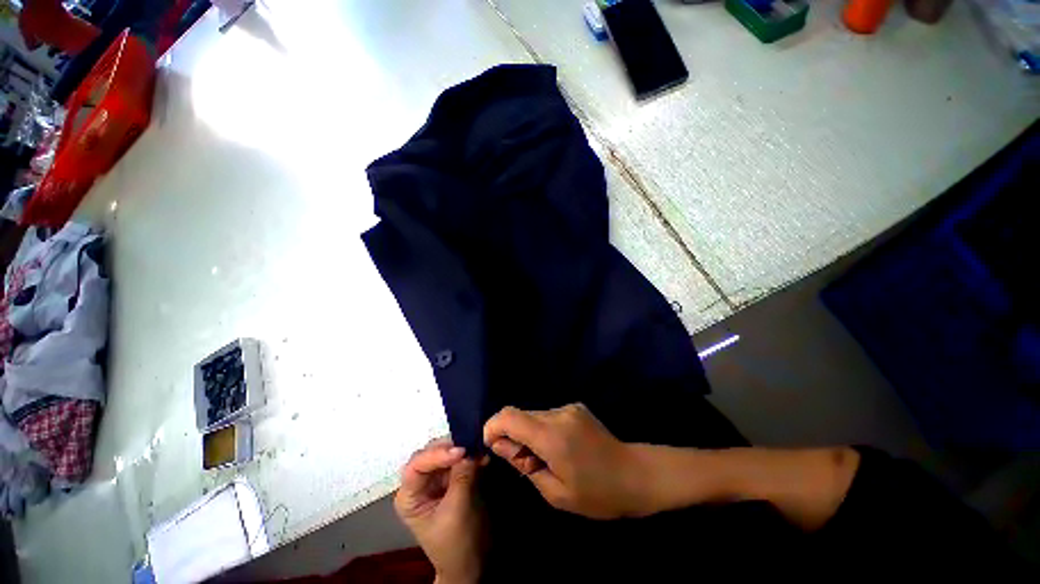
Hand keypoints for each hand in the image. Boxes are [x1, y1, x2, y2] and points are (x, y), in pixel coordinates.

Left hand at [394, 439, 484, 583]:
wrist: (472, 564)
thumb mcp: (458, 511)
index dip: (437, 455)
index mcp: (409, 497)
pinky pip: (460, 459)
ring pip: (446, 452)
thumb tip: (470, 448)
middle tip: (472, 444)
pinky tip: (483, 457)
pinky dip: (472, 455)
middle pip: (431, 453)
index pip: (416, 465)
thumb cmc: (457, 544)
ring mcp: (437, 479)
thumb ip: (462, 477)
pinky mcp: (453, 478)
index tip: (461, 451)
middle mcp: (420, 484)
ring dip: (464, 449)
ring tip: (480, 449)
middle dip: (451, 447)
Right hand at [483, 403, 648, 518]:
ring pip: (534, 415)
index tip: (492, 445)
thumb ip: (524, 465)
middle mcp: (558, 414)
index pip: (509, 416)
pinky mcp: (576, 407)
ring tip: (545, 458)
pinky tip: (559, 448)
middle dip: (512, 435)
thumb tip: (499, 445)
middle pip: (520, 414)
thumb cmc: (597, 494)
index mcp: (552, 436)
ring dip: (529, 433)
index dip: (493, 426)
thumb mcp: (556, 493)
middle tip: (524, 463)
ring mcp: (568, 408)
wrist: (636, 474)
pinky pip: (548, 415)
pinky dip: (543, 429)